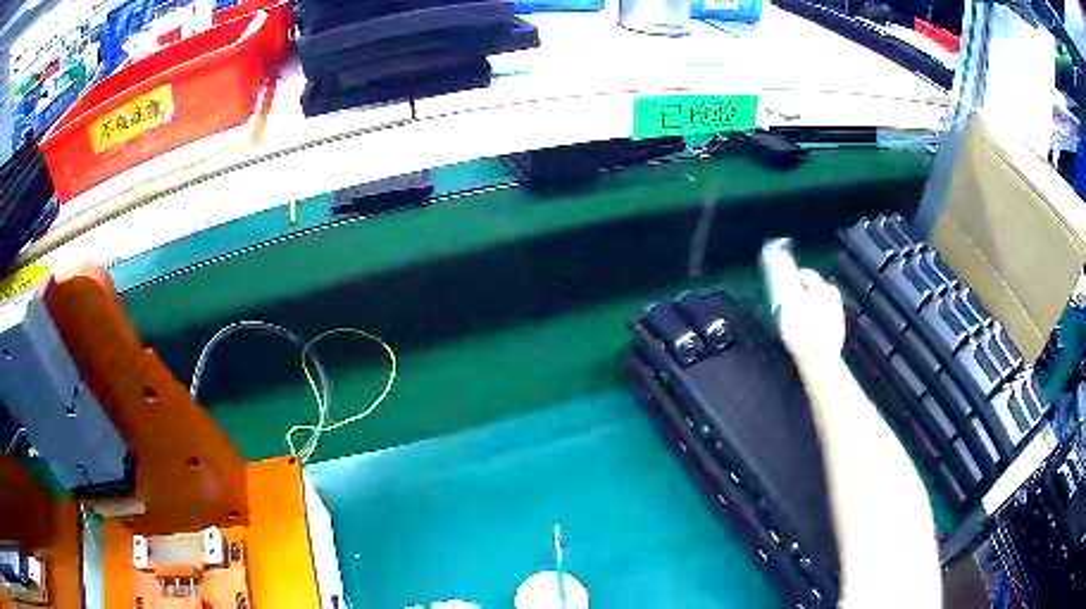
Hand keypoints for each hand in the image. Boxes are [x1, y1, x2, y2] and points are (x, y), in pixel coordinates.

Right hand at [777, 269, 845, 363]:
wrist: (818, 359)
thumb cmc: (801, 331)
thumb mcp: (788, 305)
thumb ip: (788, 288)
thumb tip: (788, 279)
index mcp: (822, 287)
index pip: (806, 274)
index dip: (793, 280)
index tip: (784, 290)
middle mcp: (833, 296)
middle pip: (814, 289)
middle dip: (803, 296)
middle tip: (790, 308)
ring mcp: (838, 312)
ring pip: (820, 304)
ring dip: (810, 308)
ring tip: (798, 322)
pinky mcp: (839, 328)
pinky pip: (825, 318)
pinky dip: (817, 321)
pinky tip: (808, 332)